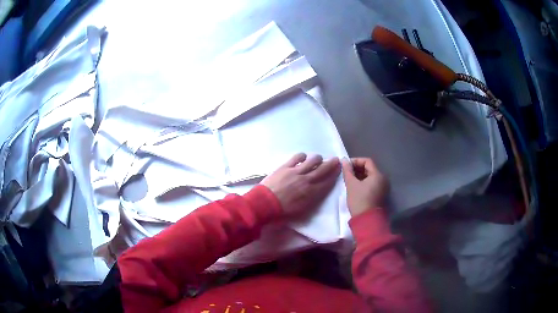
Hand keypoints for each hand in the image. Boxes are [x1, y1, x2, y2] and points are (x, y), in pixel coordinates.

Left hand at [261, 153, 340, 216]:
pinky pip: (297, 157)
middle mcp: (307, 180)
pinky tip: (303, 157)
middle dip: (331, 164)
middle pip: (323, 169)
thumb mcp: (301, 210)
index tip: (339, 170)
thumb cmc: (282, 212)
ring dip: (317, 159)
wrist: (264, 204)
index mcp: (311, 193)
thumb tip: (317, 192)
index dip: (334, 175)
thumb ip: (311, 200)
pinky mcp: (286, 166)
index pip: (327, 182)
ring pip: (312, 160)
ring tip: (318, 159)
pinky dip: (302, 156)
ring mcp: (296, 171)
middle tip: (336, 159)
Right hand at [341, 157, 388, 215]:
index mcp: (378, 175)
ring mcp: (383, 188)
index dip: (356, 161)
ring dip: (360, 176)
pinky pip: (372, 184)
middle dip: (357, 169)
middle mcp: (383, 179)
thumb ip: (347, 171)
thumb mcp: (351, 184)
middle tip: (346, 173)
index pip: (367, 161)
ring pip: (371, 177)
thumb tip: (344, 160)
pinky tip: (356, 187)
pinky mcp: (381, 195)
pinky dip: (364, 183)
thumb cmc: (359, 200)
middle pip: (370, 168)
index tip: (346, 166)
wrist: (367, 220)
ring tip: (349, 180)